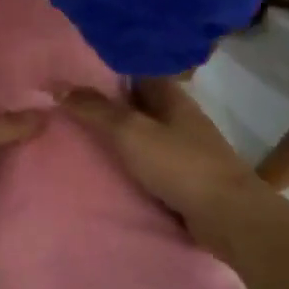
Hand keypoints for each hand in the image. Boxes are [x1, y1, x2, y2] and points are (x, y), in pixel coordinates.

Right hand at [61, 78, 271, 258]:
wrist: (229, 218)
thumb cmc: (179, 164)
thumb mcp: (129, 131)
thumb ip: (95, 109)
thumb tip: (60, 87)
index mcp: (171, 96)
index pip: (134, 71)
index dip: (106, 70)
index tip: (75, 73)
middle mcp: (179, 116)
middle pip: (137, 102)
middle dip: (107, 103)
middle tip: (68, 104)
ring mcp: (185, 147)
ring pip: (143, 132)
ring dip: (118, 133)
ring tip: (80, 134)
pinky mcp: (185, 176)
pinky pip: (149, 160)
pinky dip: (130, 160)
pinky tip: (107, 165)